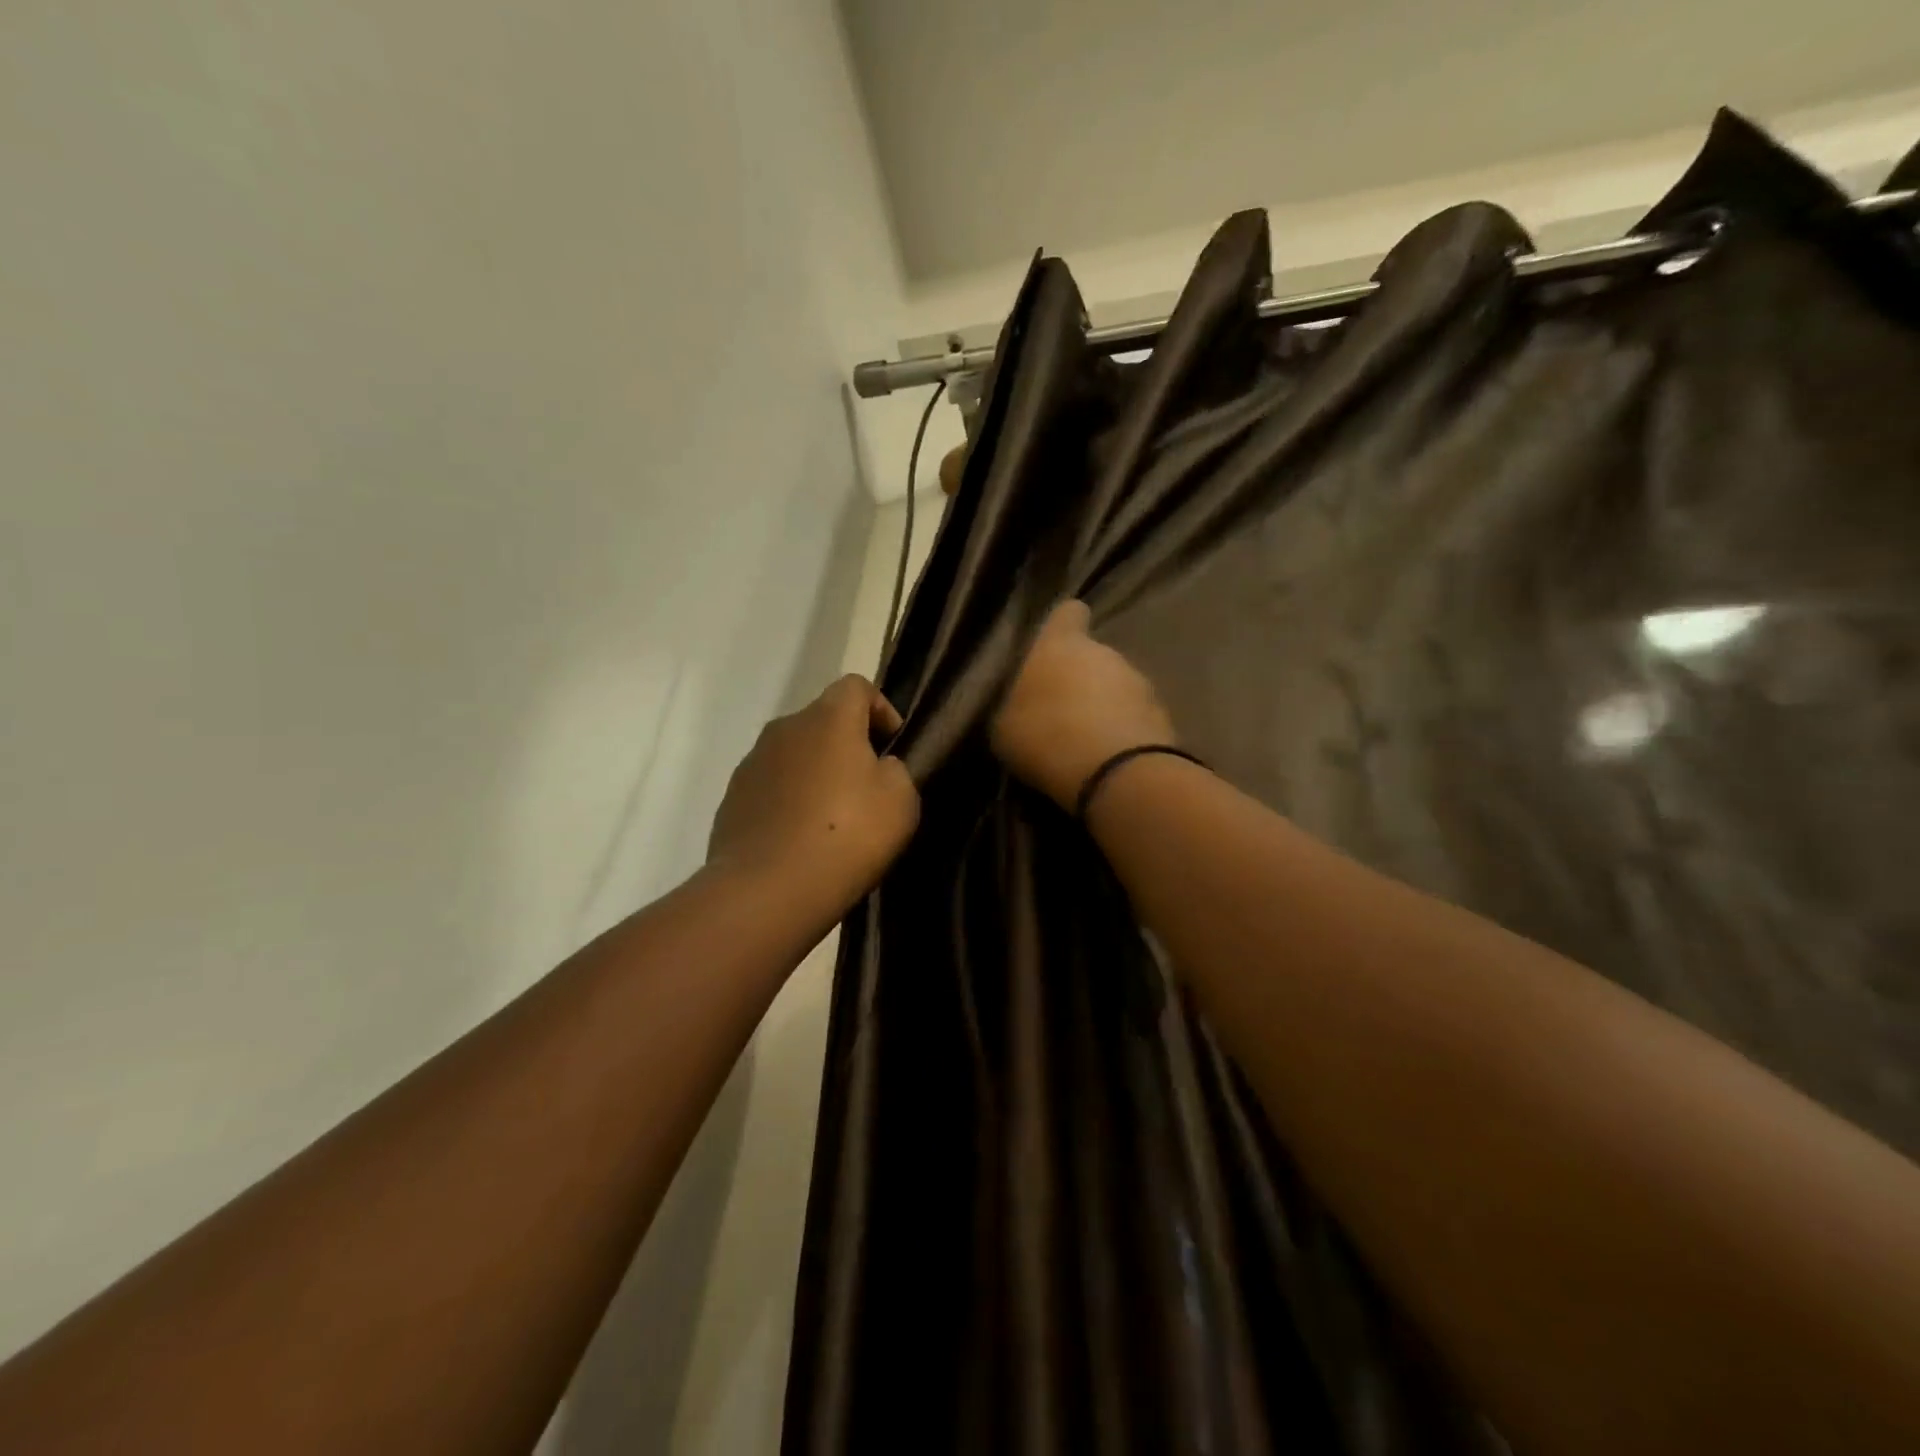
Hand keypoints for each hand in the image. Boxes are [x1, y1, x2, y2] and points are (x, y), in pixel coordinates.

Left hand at [708, 675, 919, 914]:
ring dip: (816, 773)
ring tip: (833, 818)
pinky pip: (772, 787)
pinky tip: (801, 838)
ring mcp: (752, 763)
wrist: (768, 891)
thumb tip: (876, 767)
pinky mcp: (732, 798)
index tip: (893, 746)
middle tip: (867, 787)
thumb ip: (895, 770)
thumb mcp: (900, 801)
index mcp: (828, 718)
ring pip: (795, 754)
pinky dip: (789, 800)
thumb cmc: (847, 836)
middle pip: (823, 720)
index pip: (856, 685)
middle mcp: (785, 728)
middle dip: (848, 744)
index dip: (880, 709)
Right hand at [990, 601, 1177, 809]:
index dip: (1062, 627)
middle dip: (1081, 679)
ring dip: (1105, 708)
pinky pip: (1136, 719)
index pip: (1067, 614)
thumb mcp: (1007, 727)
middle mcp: (1105, 652)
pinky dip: (1124, 734)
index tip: (1054, 645)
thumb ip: (1018, 706)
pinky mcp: (1163, 717)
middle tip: (1061, 714)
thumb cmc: (1046, 736)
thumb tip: (1026, 707)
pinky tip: (1109, 760)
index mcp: (1061, 645)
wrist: (1115, 772)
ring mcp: (1140, 683)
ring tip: (1086, 743)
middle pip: (1093, 657)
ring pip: (1118, 688)